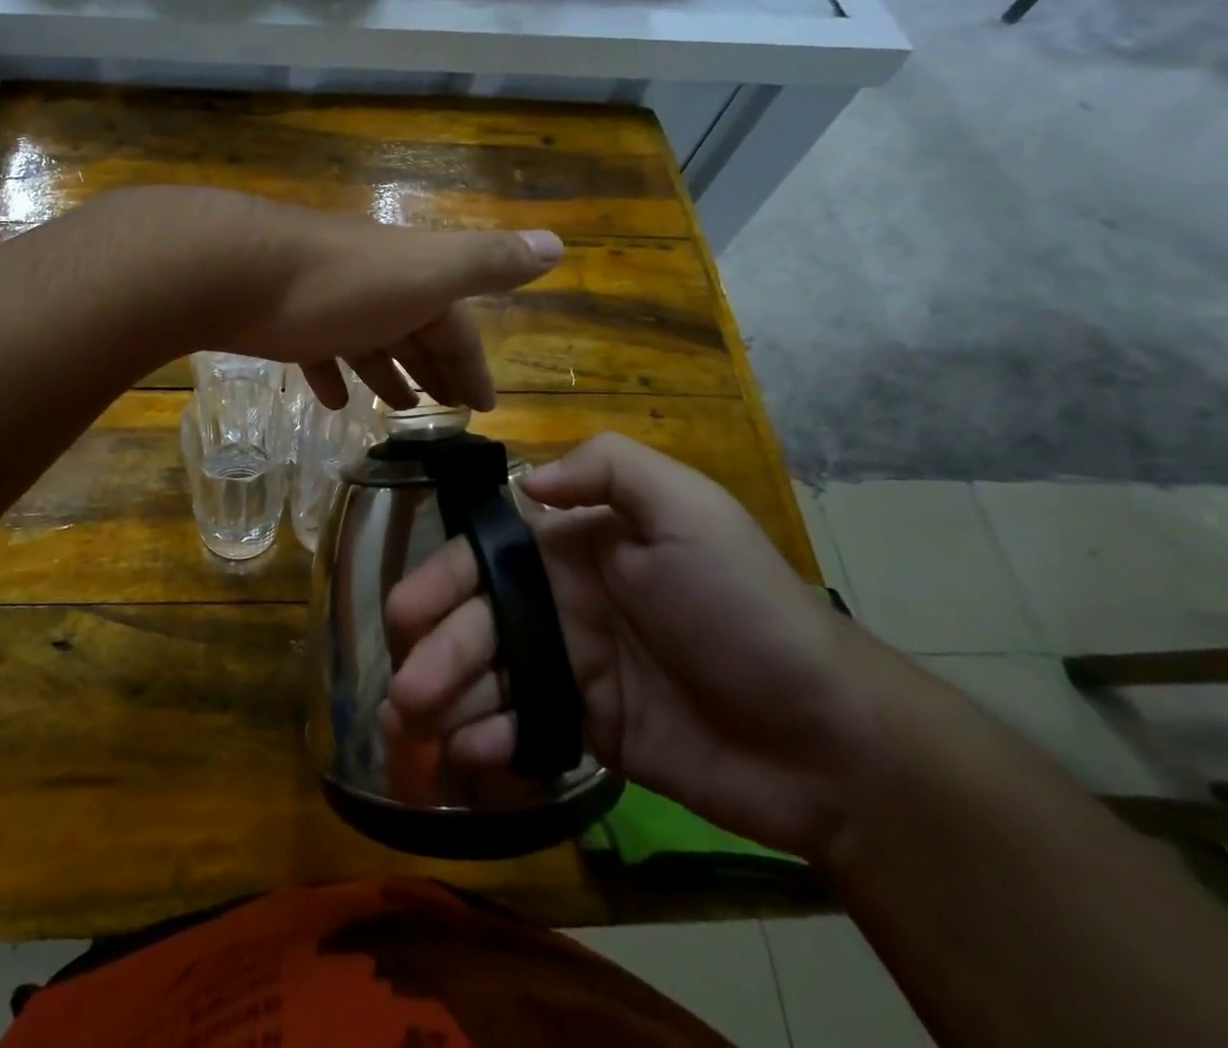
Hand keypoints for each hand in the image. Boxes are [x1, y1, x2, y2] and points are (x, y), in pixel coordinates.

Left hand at [105, 187, 563, 410]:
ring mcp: (327, 299)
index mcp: (413, 277)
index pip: (456, 326)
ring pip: (369, 339)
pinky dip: (333, 372)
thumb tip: (558, 245)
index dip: (473, 364)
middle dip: (434, 369)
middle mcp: (374, 283)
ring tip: (398, 409)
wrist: (234, 268)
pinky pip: (319, 349)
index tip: (484, 407)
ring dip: (387, 371)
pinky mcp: (284, 319)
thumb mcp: (426, 272)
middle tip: (447, 413)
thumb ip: (488, 262)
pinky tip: (334, 400)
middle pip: (415, 331)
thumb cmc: (339, 282)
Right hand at [382, 433, 880, 860]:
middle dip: (433, 653)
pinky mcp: (582, 728)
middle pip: (474, 622)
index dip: (439, 582)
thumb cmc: (743, 608)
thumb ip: (608, 470)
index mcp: (572, 547)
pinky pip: (517, 727)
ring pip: (485, 678)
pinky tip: (470, 756)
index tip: (404, 616)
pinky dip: (487, 740)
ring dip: (443, 702)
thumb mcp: (689, 509)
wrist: (823, 736)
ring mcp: (567, 668)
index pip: (485, 557)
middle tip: (404, 694)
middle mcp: (558, 602)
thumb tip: (525, 482)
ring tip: (413, 732)